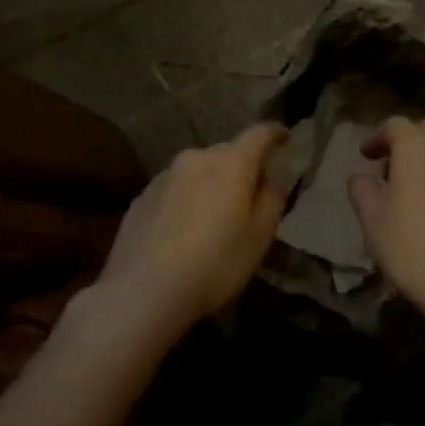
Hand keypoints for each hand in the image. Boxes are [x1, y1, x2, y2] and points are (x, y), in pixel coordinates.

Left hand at [99, 123, 289, 335]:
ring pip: (197, 171)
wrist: (143, 292)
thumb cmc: (215, 263)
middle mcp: (197, 158)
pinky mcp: (140, 198)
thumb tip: (273, 179)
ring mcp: (164, 176)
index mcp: (232, 162)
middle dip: (241, 167)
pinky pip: (173, 191)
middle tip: (249, 193)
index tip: (284, 138)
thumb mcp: (260, 237)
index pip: (259, 133)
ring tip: (212, 216)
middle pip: (227, 153)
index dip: (275, 133)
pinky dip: (184, 201)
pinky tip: (182, 231)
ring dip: (210, 184)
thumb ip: (272, 200)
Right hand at [348, 117, 424, 312]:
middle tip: (389, 167)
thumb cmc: (409, 241)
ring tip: (410, 186)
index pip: (395, 125)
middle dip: (406, 142)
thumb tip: (361, 176)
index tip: (366, 157)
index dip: (377, 138)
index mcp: (416, 145)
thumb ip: (362, 188)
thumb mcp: (371, 217)